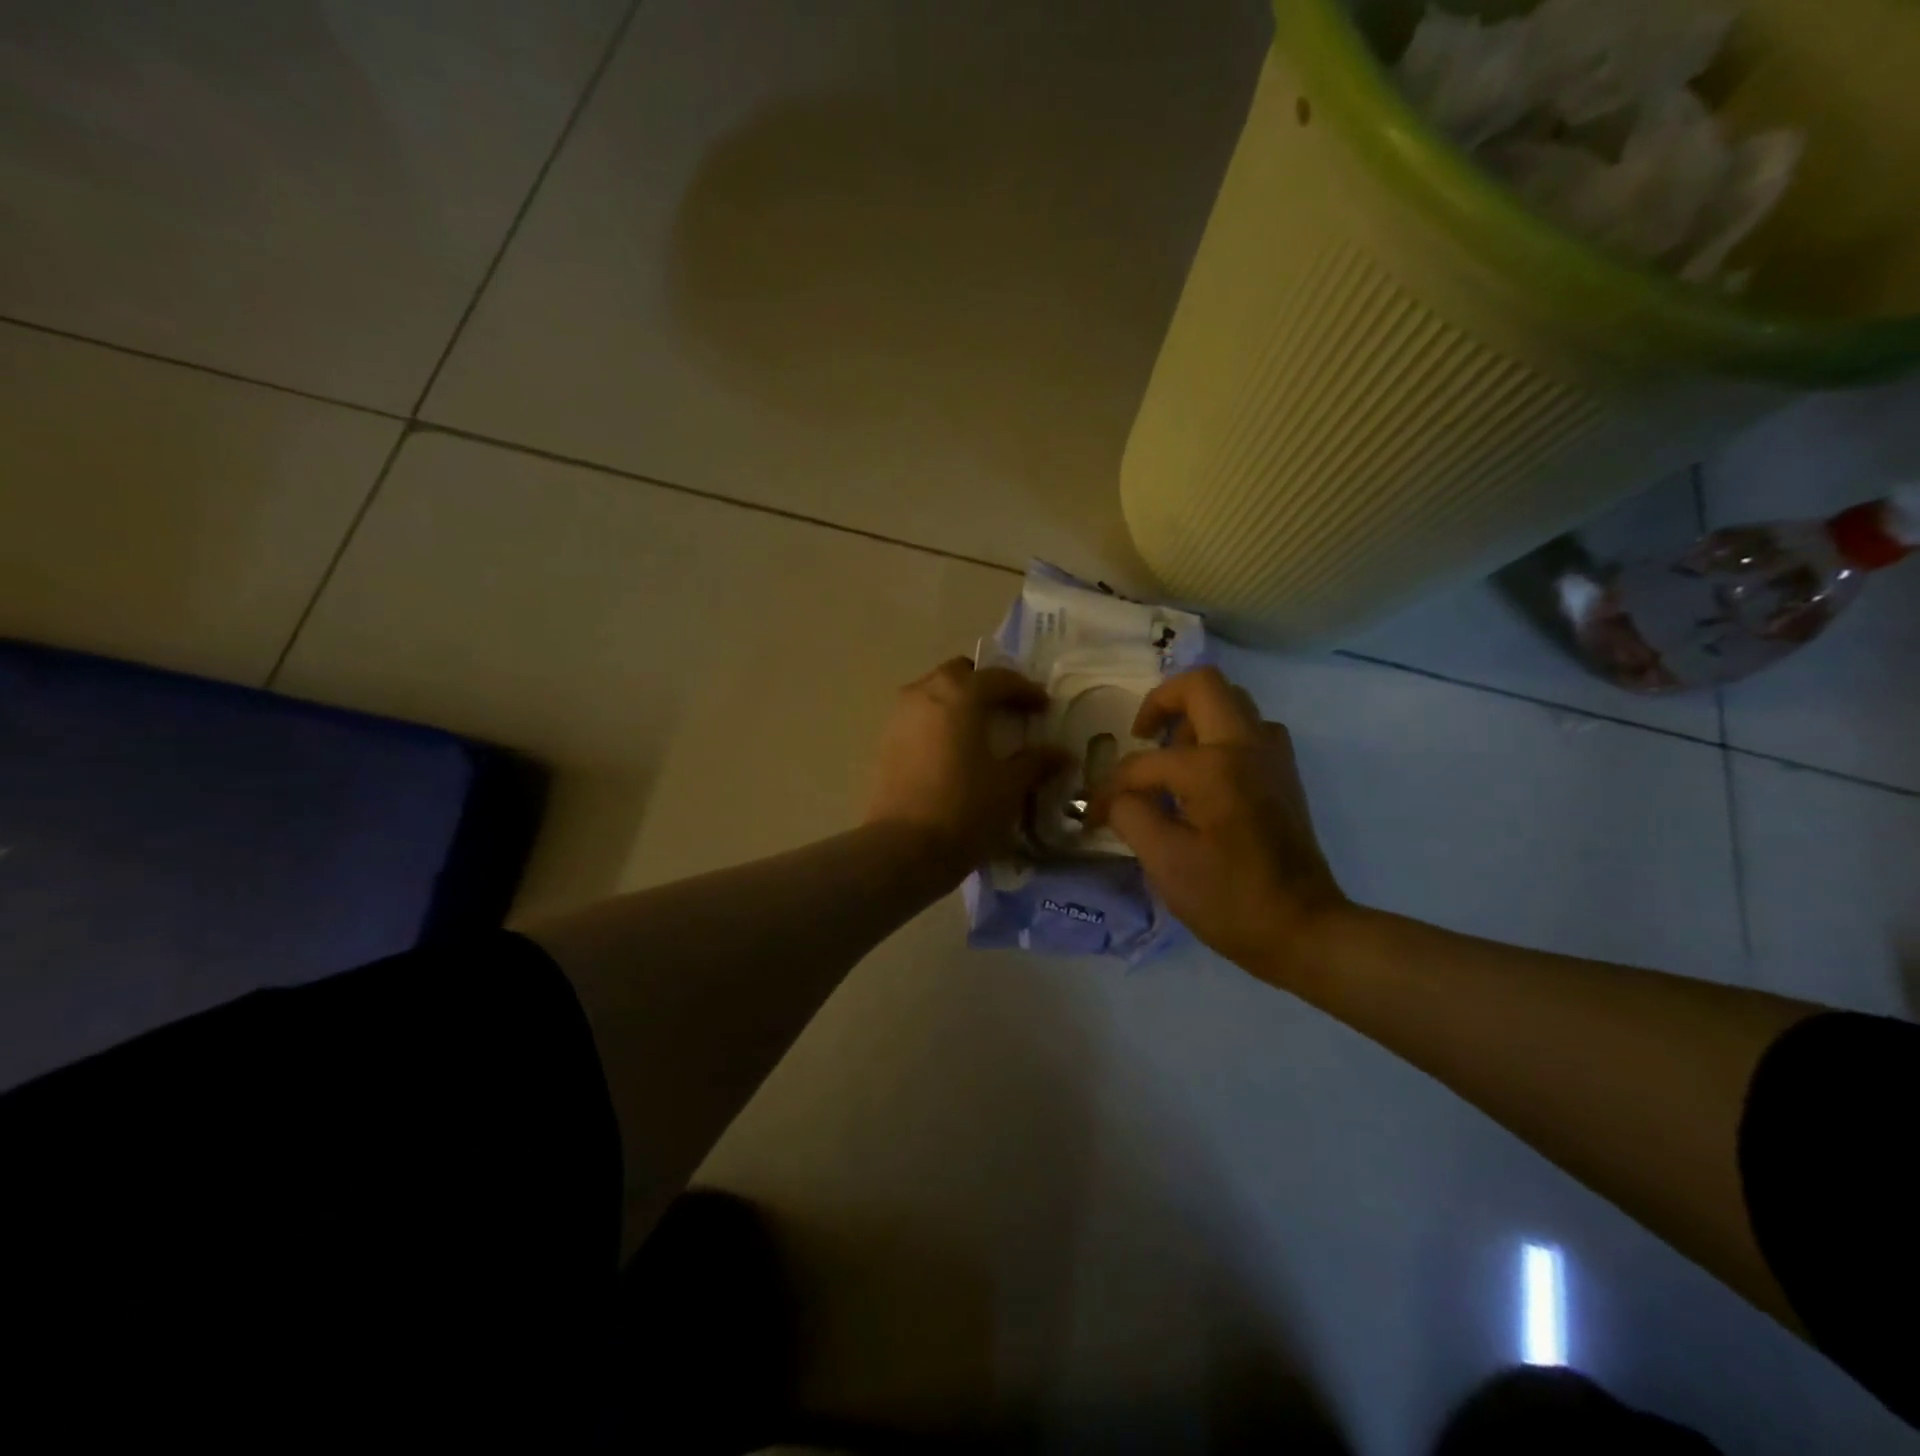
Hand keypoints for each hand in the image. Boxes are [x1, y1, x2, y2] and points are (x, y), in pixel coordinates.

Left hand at [865, 657, 1067, 876]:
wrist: (904, 849)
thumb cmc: (965, 809)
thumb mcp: (1010, 786)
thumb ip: (1036, 762)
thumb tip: (1060, 754)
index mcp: (959, 694)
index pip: (999, 678)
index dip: (1025, 690)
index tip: (1044, 707)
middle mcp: (924, 694)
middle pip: (959, 675)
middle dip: (986, 686)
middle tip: (1009, 711)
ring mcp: (899, 717)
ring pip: (934, 694)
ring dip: (959, 704)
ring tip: (981, 732)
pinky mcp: (885, 743)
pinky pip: (919, 719)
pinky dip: (939, 724)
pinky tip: (955, 752)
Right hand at [1087, 666, 1348, 983]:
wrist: (1304, 930)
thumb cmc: (1230, 899)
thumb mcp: (1164, 861)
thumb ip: (1130, 815)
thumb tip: (1114, 796)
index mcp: (1215, 765)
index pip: (1145, 762)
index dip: (1112, 786)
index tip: (1095, 814)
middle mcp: (1248, 746)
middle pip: (1204, 685)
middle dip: (1163, 701)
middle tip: (1142, 735)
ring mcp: (1273, 758)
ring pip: (1232, 704)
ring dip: (1195, 717)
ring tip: (1170, 756)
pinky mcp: (1284, 777)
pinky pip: (1249, 731)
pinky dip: (1219, 737)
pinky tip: (1201, 777)